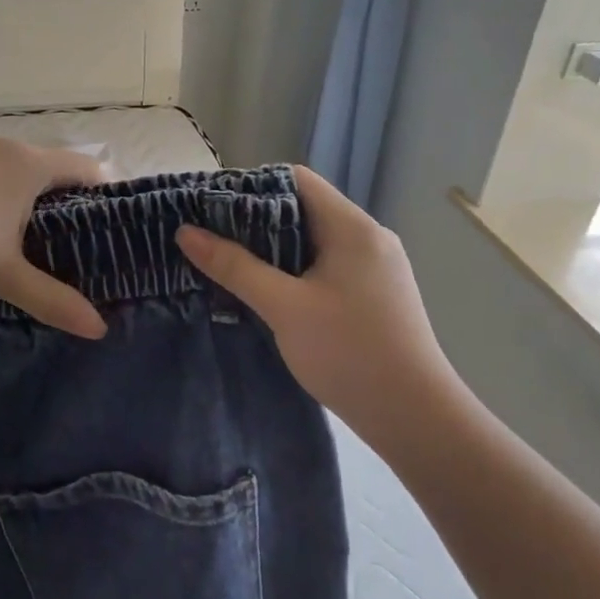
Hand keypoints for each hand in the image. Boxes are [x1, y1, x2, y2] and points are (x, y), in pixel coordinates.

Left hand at [0, 135, 107, 337]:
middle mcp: (1, 147)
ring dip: (32, 201)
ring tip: (40, 245)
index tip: (117, 229)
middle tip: (82, 246)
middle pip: (52, 169)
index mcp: (26, 163)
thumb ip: (53, 299)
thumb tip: (98, 329)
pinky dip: (2, 199)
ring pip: (17, 172)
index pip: (86, 168)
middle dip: (70, 203)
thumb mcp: (4, 276)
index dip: (107, 195)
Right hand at [174, 166, 461, 435]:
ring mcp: (374, 268)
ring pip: (312, 242)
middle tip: (209, 237)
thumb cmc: (349, 352)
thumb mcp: (283, 307)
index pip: (295, 180)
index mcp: (352, 227)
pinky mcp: (373, 295)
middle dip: (253, 221)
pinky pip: (324, 267)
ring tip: (227, 263)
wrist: (414, 418)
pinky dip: (292, 271)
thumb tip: (185, 232)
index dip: (250, 186)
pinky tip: (265, 292)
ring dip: (271, 249)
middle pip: (302, 209)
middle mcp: (367, 238)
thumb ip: (234, 266)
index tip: (209, 207)